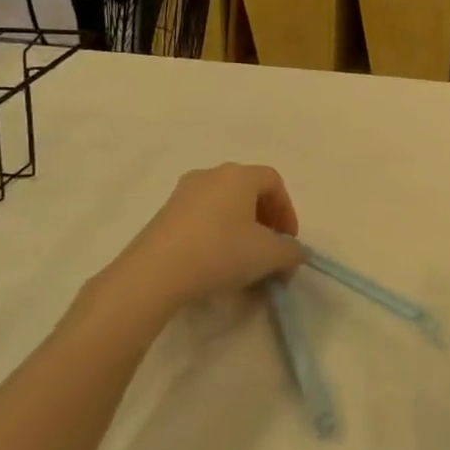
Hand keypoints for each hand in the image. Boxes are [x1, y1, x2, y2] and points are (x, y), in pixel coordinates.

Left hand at [81, 164, 302, 335]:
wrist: (154, 274)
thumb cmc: (220, 252)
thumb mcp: (269, 255)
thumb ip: (291, 251)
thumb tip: (295, 253)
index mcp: (239, 175)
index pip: (274, 181)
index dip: (287, 210)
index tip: (288, 241)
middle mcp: (211, 175)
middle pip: (248, 191)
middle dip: (265, 220)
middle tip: (269, 248)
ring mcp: (182, 193)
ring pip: (223, 204)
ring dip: (240, 227)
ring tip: (243, 258)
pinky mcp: (163, 214)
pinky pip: (201, 217)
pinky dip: (216, 233)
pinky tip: (215, 261)